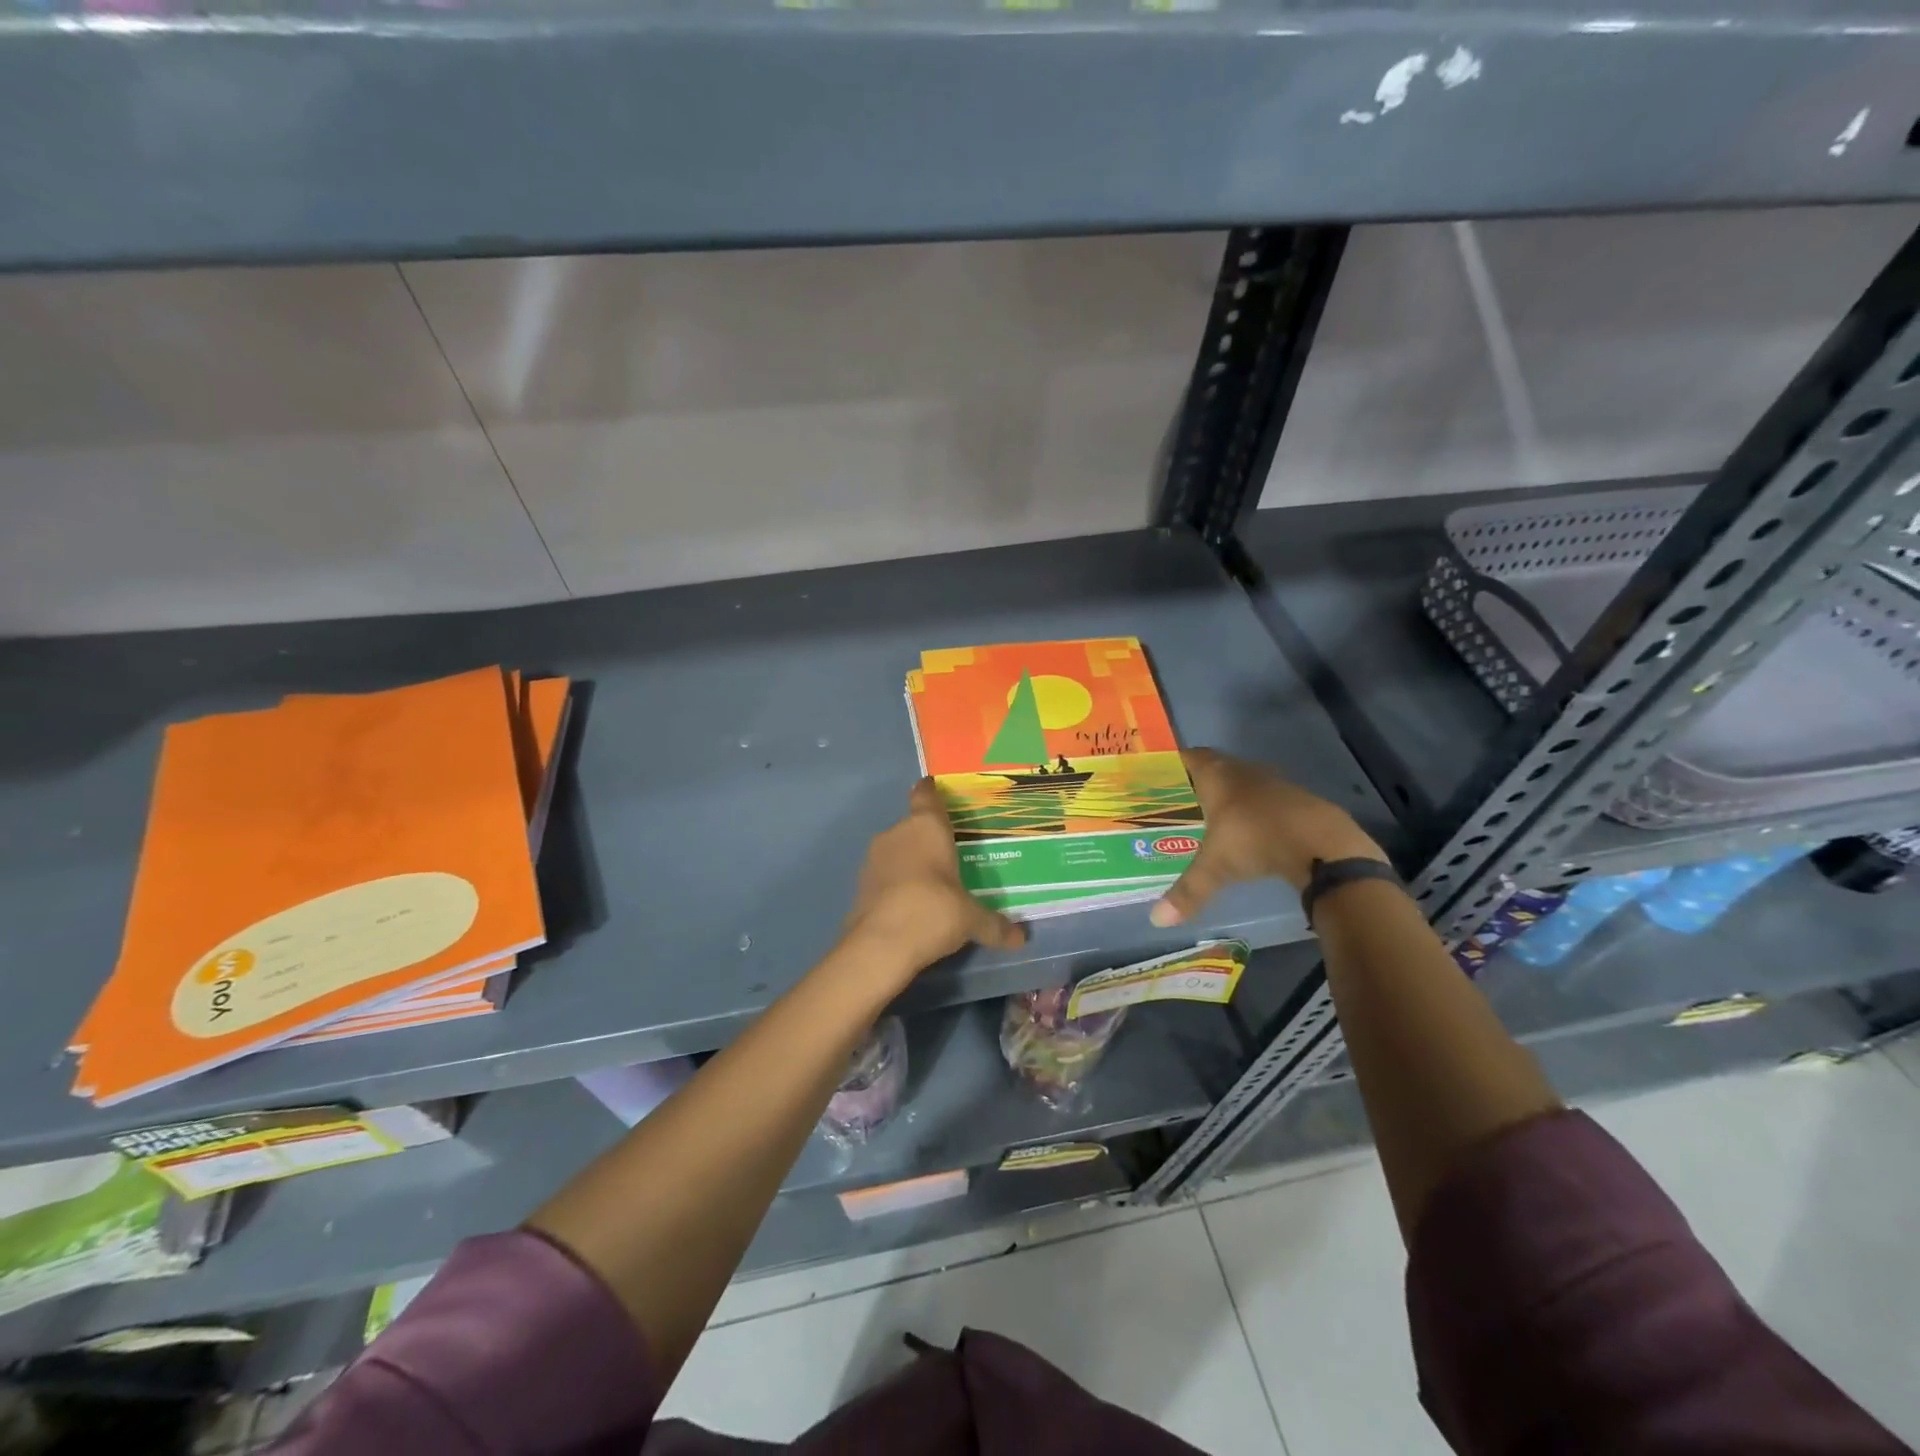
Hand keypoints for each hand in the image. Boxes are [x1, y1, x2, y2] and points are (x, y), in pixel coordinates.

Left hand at [842, 779, 1027, 977]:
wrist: (880, 945)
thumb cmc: (934, 911)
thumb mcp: (971, 919)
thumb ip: (994, 924)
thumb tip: (1020, 938)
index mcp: (926, 827)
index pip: (926, 795)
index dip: (931, 791)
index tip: (935, 788)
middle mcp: (897, 833)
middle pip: (913, 825)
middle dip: (928, 837)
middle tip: (950, 853)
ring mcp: (874, 858)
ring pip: (896, 849)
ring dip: (910, 861)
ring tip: (932, 881)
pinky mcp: (859, 884)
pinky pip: (885, 874)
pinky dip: (896, 883)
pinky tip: (910, 903)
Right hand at [1151, 748, 1387, 925]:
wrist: (1323, 843)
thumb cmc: (1257, 840)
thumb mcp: (1216, 867)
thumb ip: (1188, 891)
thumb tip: (1158, 920)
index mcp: (1217, 776)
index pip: (1190, 757)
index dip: (1175, 762)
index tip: (1160, 775)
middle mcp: (1243, 771)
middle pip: (1216, 766)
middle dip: (1198, 781)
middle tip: (1179, 801)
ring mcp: (1273, 783)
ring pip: (1242, 781)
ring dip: (1229, 794)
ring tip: (1211, 817)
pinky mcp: (1296, 799)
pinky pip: (1265, 798)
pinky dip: (1254, 809)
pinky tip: (1250, 831)